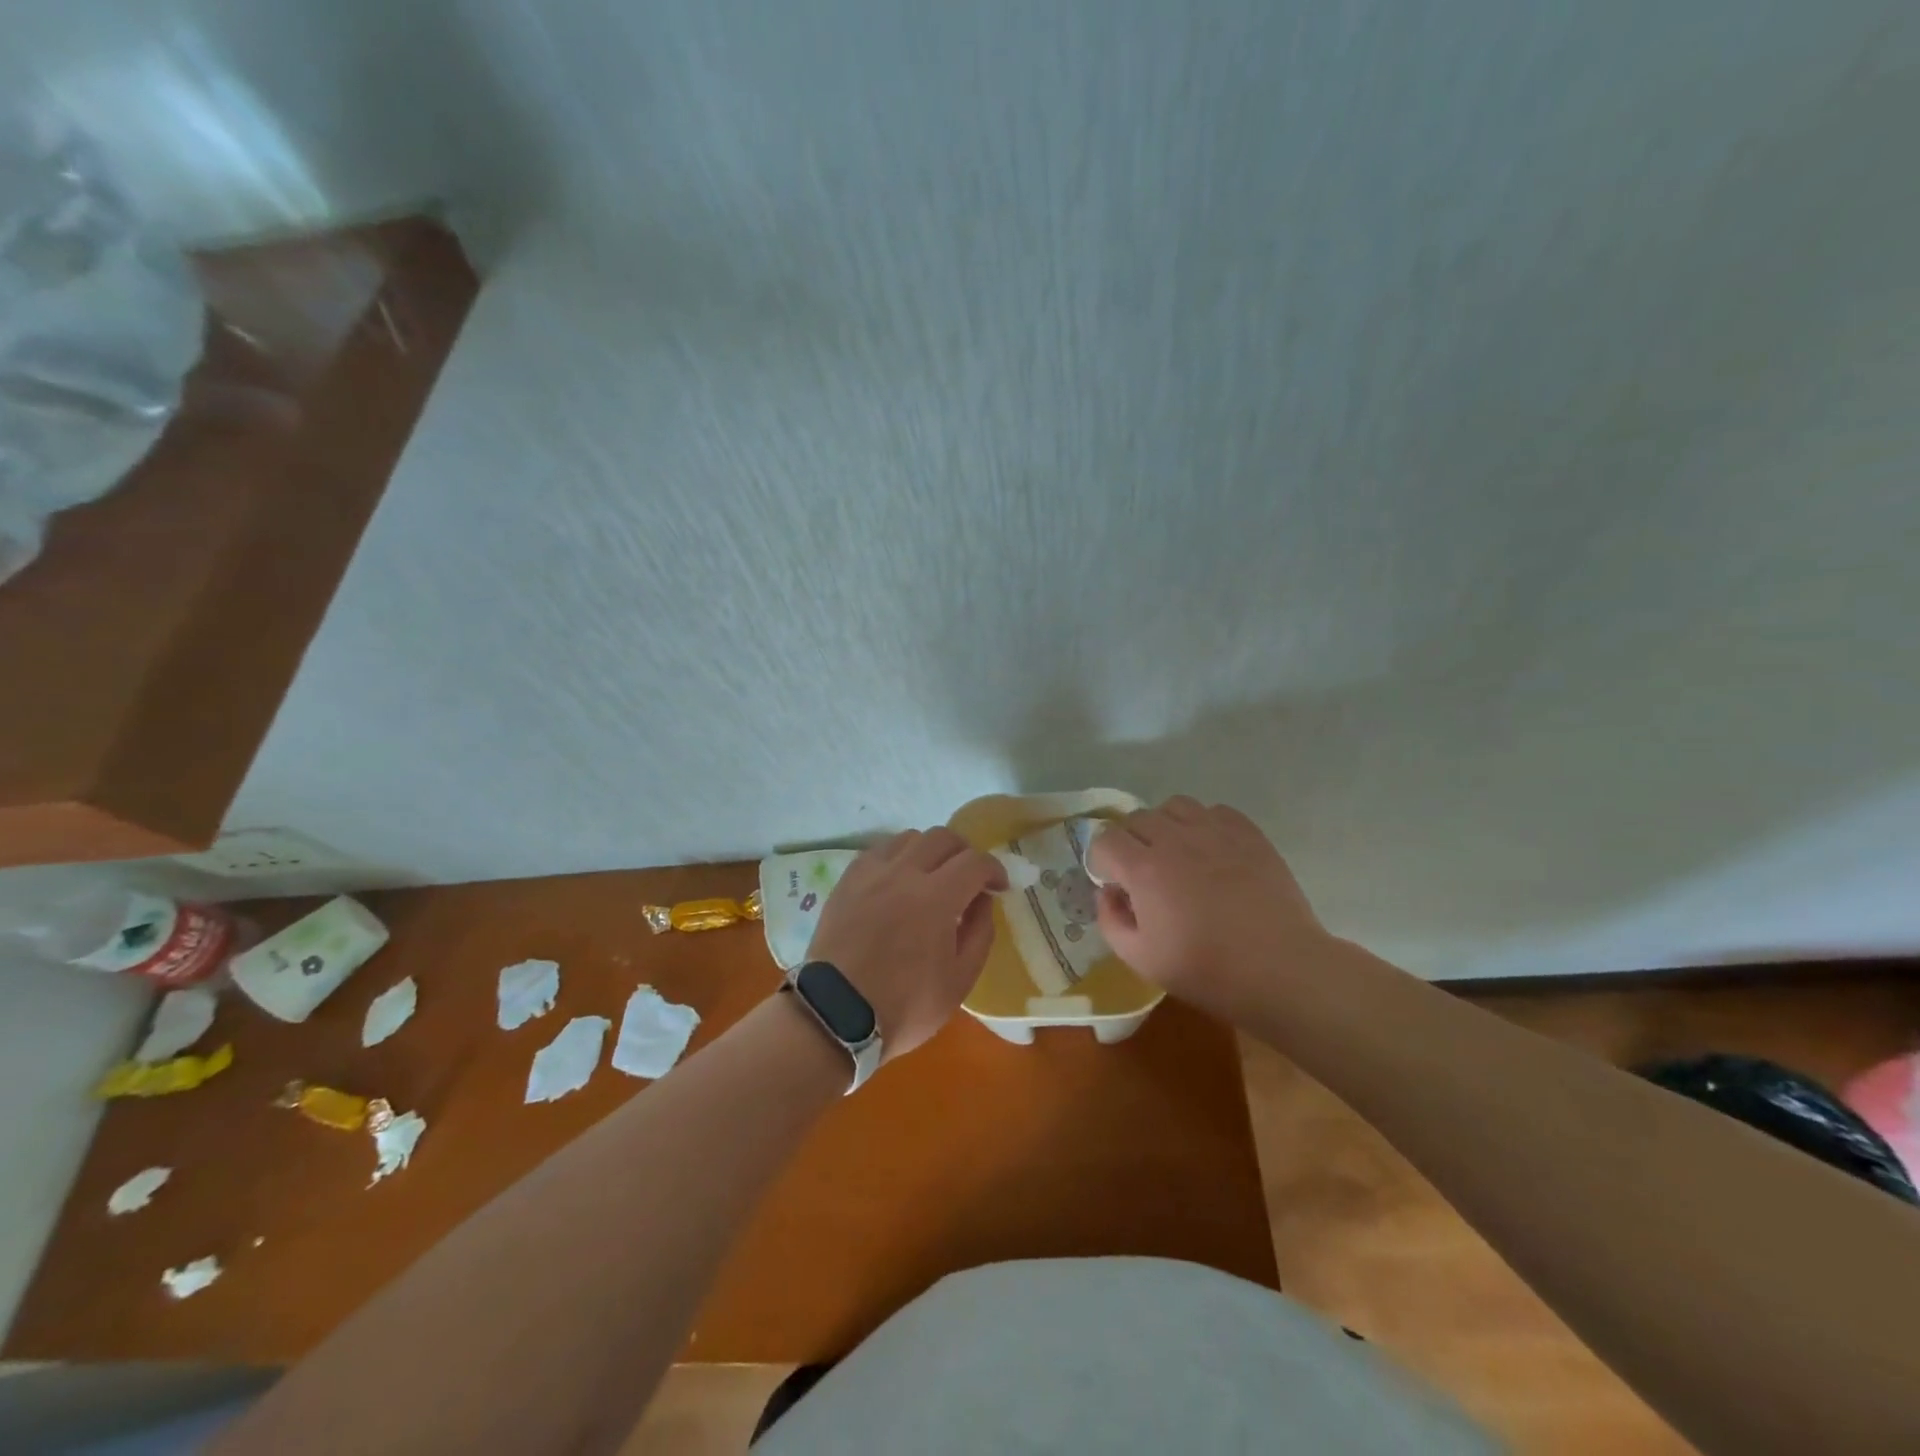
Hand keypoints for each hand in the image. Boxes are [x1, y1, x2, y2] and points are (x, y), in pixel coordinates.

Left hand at [805, 828, 1008, 1059]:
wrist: (835, 1015)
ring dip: (930, 851)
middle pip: (943, 837)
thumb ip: (979, 933)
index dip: (994, 869)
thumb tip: (982, 900)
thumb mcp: (959, 981)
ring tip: (932, 877)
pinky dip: (898, 857)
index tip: (998, 886)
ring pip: (909, 838)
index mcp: (936, 897)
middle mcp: (904, 872)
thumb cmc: (904, 1005)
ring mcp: (871, 873)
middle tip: (968, 878)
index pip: (975, 862)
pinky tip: (898, 880)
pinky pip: (879, 850)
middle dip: (964, 853)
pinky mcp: (847, 880)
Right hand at [1087, 797, 1327, 1024]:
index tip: (1117, 885)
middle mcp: (1175, 839)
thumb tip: (1108, 894)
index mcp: (1145, 869)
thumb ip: (1111, 921)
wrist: (1281, 970)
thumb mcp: (1141, 959)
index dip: (1104, 862)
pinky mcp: (1248, 833)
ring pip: (1174, 806)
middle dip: (1131, 842)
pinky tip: (1212, 852)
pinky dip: (1204, 824)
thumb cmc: (1207, 970)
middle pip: (1137, 819)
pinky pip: (1214, 811)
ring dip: (1166, 825)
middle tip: (1145, 874)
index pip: (1105, 840)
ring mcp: (1214, 831)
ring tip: (1178, 854)